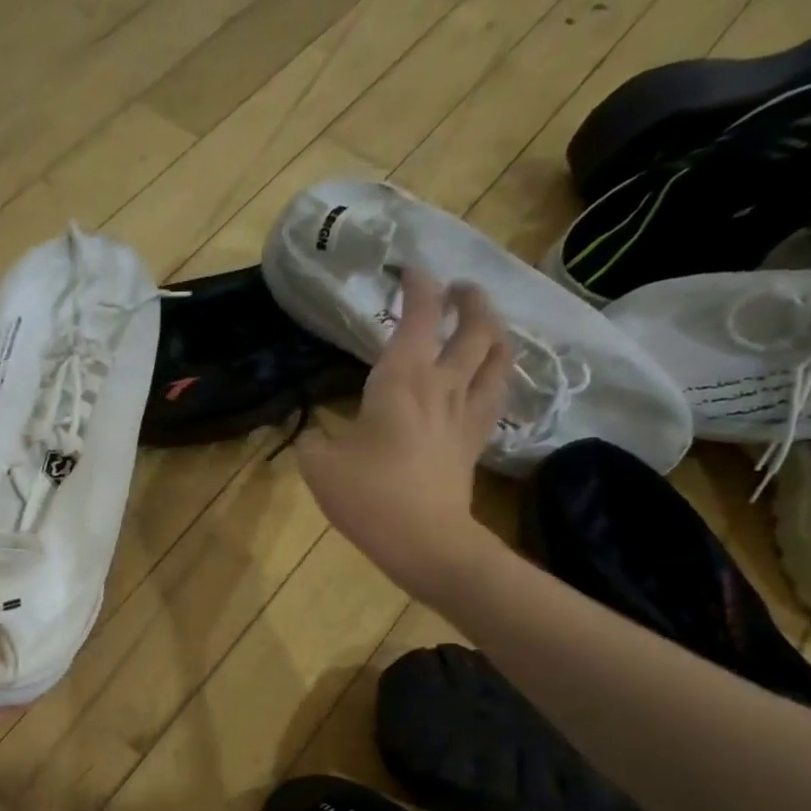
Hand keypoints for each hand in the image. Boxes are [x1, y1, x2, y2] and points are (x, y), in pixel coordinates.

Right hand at [298, 267, 510, 600]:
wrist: (424, 541)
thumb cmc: (368, 495)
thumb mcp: (318, 465)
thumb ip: (312, 439)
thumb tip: (313, 432)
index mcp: (401, 379)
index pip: (418, 316)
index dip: (418, 285)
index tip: (410, 269)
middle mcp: (441, 385)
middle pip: (474, 328)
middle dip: (469, 300)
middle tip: (458, 290)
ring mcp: (464, 414)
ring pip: (498, 357)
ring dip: (494, 331)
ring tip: (485, 323)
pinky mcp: (474, 442)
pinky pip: (496, 395)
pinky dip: (497, 374)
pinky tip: (490, 377)